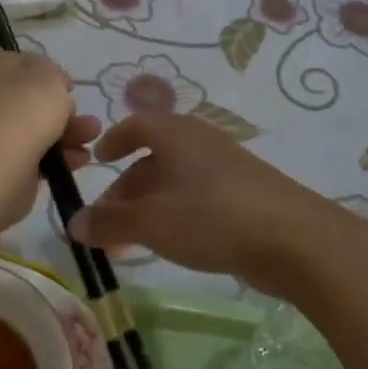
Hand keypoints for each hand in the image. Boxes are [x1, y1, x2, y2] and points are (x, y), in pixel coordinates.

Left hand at [0, 48, 98, 230]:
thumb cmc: (20, 109)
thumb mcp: (49, 76)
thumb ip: (55, 76)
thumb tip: (53, 88)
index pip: (20, 63)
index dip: (48, 74)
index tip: (68, 89)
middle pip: (28, 99)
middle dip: (62, 109)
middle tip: (86, 120)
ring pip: (32, 129)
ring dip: (65, 133)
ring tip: (91, 139)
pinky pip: (30, 156)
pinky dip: (55, 158)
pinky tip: (78, 161)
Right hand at [67, 115, 355, 299]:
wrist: (293, 239)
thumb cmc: (212, 216)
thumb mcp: (151, 221)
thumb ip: (110, 221)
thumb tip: (73, 223)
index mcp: (176, 133)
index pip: (137, 124)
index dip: (114, 140)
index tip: (98, 162)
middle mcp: (200, 142)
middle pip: (154, 158)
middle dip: (126, 190)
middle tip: (107, 224)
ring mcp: (227, 167)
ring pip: (175, 182)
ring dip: (148, 208)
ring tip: (132, 244)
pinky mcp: (246, 194)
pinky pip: (198, 197)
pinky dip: (176, 215)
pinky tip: (173, 244)